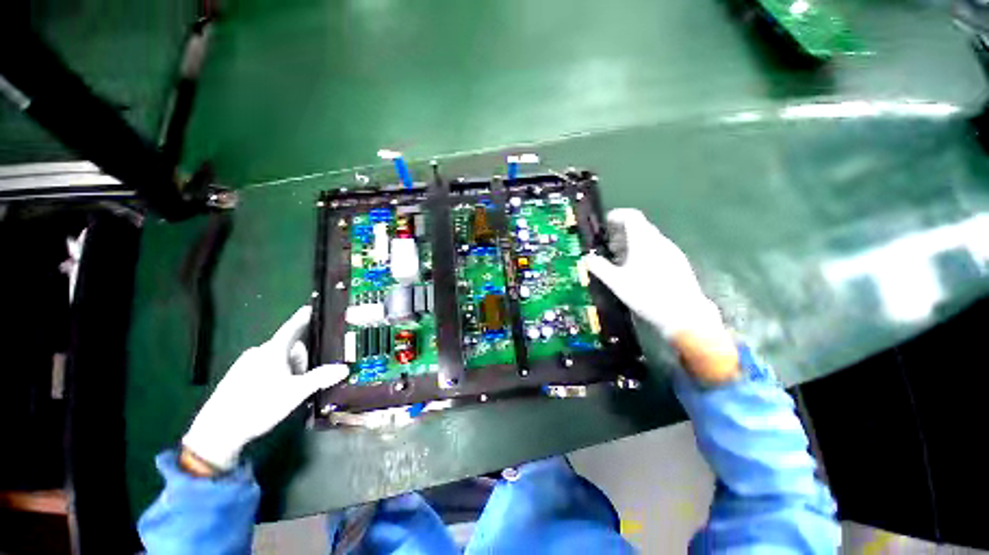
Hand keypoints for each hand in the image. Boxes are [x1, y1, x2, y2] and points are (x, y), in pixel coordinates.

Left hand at [182, 305, 348, 470]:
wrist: (217, 432)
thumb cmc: (259, 406)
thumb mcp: (295, 393)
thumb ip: (320, 378)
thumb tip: (344, 369)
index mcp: (272, 351)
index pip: (292, 327)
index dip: (303, 317)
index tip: (311, 307)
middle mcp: (258, 352)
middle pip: (289, 347)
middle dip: (300, 360)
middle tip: (302, 380)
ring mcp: (245, 364)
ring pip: (276, 358)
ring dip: (288, 369)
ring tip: (287, 391)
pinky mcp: (236, 377)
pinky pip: (263, 367)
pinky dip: (274, 374)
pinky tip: (272, 394)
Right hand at [583, 209, 738, 384]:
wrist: (684, 315)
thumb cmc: (646, 294)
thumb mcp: (617, 282)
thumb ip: (599, 267)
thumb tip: (587, 258)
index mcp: (644, 241)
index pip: (632, 216)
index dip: (617, 216)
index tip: (606, 223)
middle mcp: (660, 242)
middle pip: (640, 227)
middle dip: (622, 233)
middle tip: (608, 245)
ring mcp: (671, 252)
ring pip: (649, 240)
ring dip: (632, 244)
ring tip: (619, 259)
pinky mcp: (678, 264)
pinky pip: (657, 250)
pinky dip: (643, 252)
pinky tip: (637, 270)